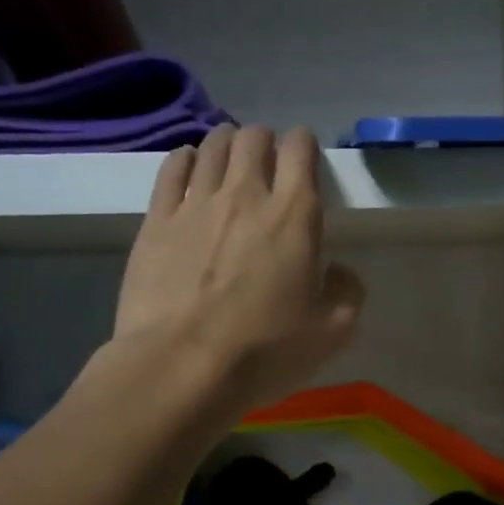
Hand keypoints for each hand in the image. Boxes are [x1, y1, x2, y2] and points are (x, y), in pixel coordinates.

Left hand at [115, 126, 365, 411]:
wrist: (181, 367)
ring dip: (226, 145)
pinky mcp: (156, 220)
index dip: (303, 144)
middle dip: (264, 141)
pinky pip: (172, 168)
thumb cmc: (264, 351)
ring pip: (212, 146)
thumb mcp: (332, 333)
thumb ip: (347, 293)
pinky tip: (189, 167)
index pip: (300, 149)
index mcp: (294, 215)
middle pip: (254, 138)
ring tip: (229, 161)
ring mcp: (196, 203)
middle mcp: (245, 194)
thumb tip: (339, 271)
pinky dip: (186, 159)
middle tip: (266, 163)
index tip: (304, 156)